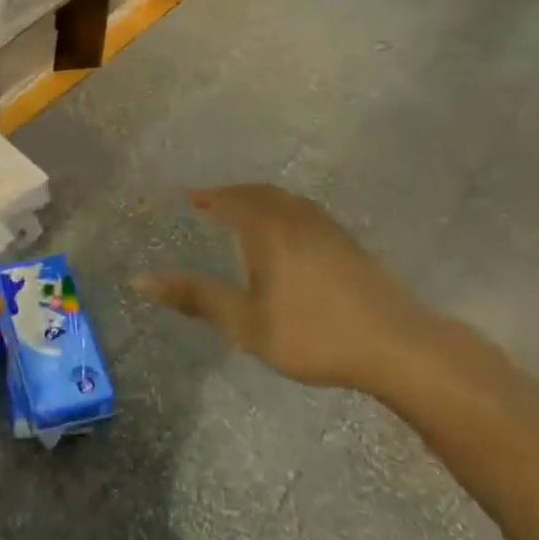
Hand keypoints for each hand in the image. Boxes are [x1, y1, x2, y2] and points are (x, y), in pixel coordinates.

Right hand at [136, 185, 457, 394]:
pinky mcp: (347, 243)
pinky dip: (279, 210)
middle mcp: (296, 218)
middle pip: (258, 193)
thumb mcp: (245, 323)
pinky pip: (302, 211)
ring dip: (256, 200)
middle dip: (229, 193)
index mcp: (269, 230)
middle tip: (207, 202)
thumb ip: (196, 298)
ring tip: (239, 213)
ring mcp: (327, 228)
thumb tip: (140, 280)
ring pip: (284, 200)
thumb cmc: (313, 334)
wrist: (398, 346)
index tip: (183, 195)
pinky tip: (283, 235)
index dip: (205, 195)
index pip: (229, 199)